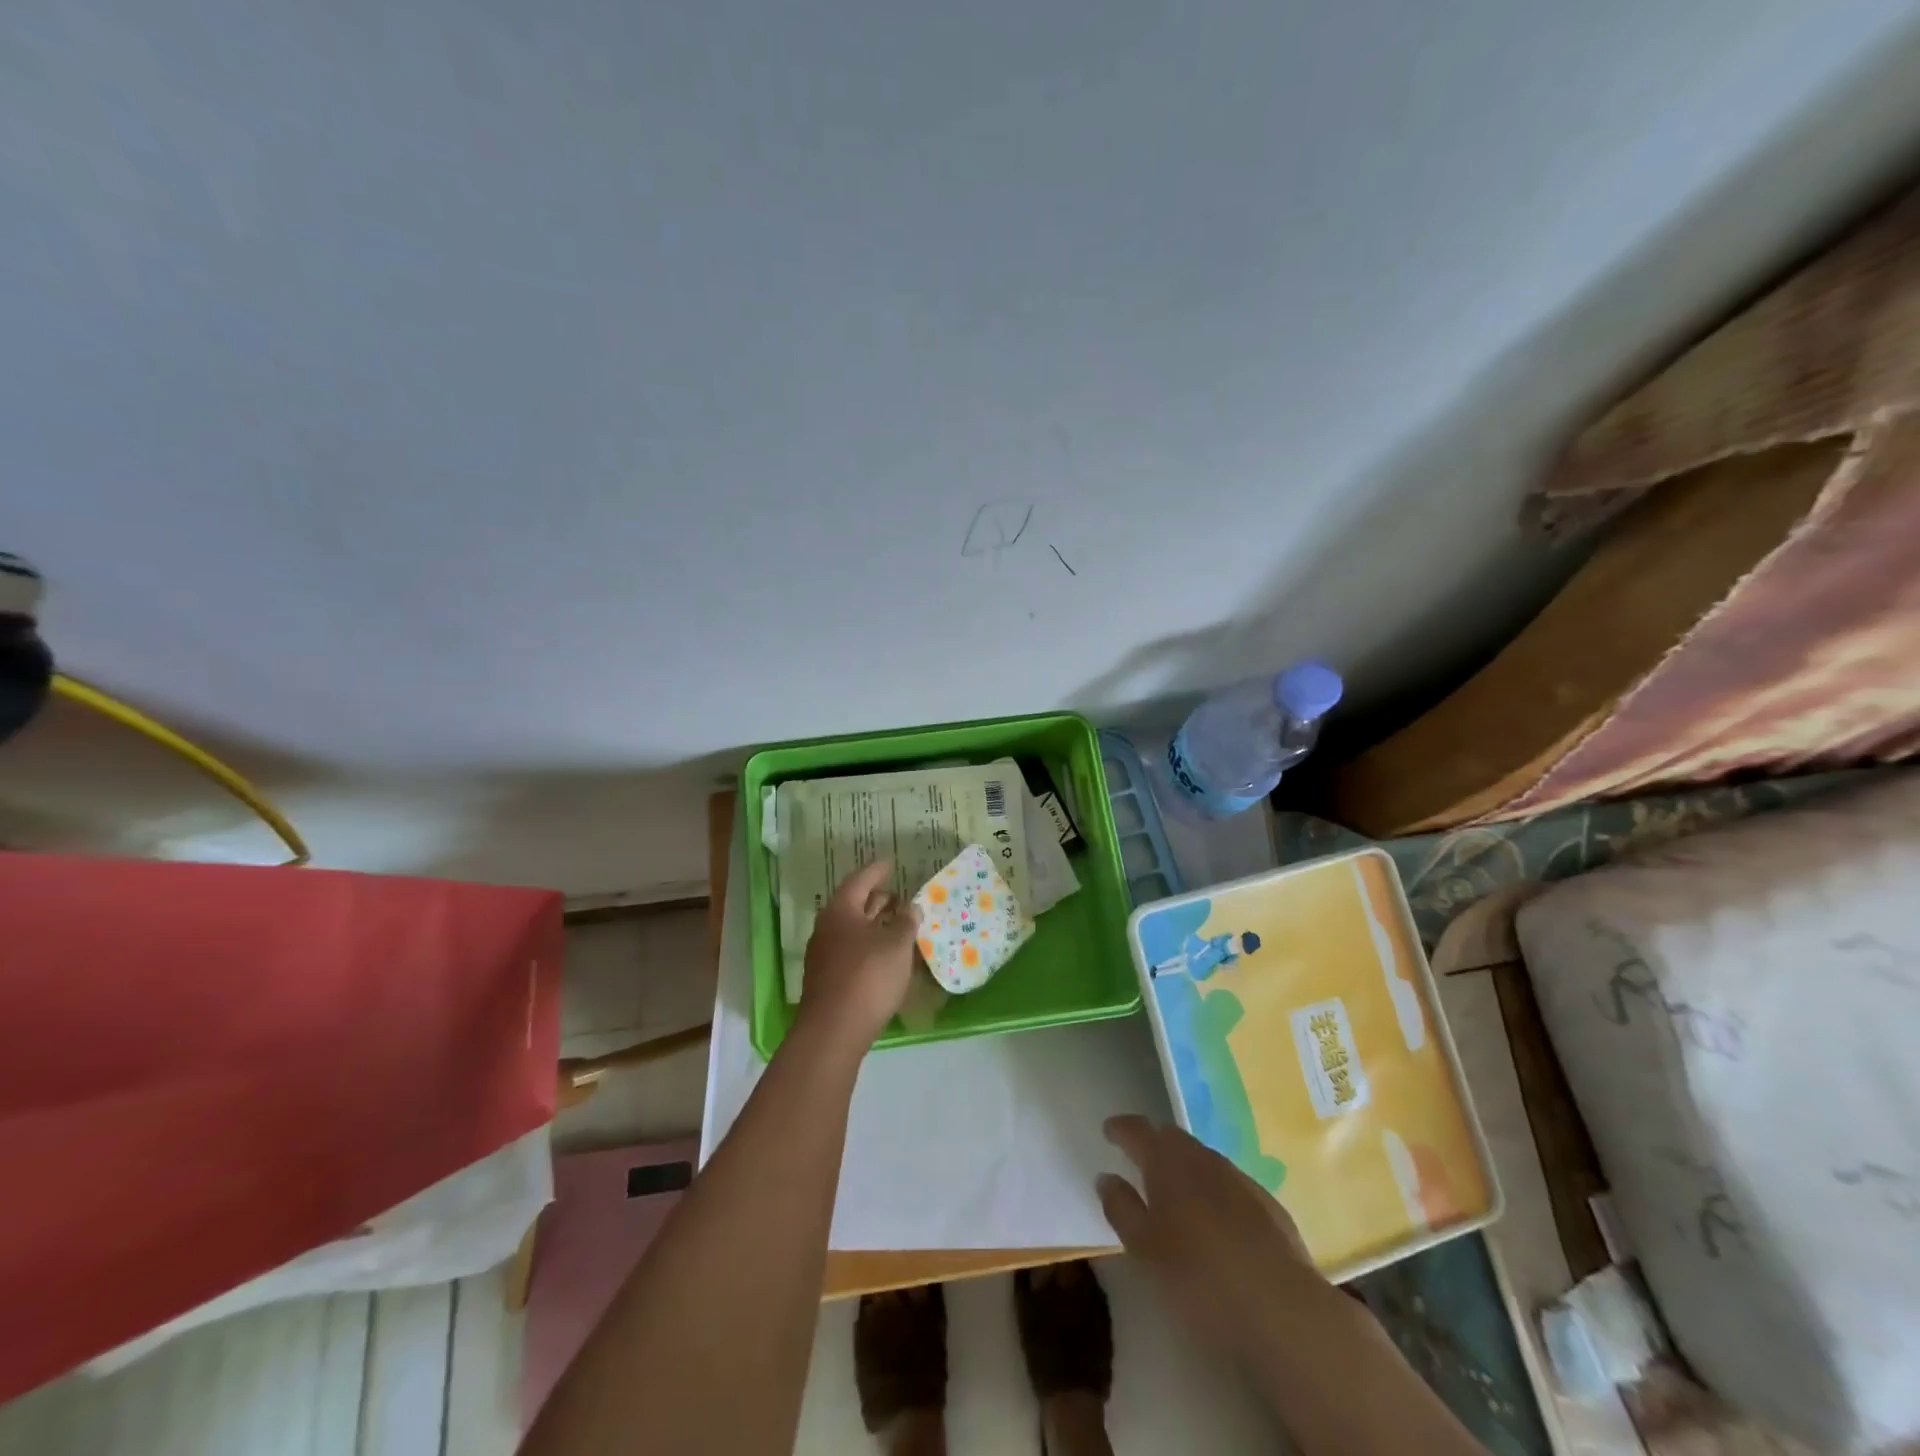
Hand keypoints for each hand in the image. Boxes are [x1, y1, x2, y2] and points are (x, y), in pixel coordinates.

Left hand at [796, 860, 919, 1051]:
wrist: (834, 1031)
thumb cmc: (867, 977)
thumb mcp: (896, 945)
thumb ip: (906, 922)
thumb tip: (910, 907)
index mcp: (840, 911)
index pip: (860, 881)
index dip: (877, 871)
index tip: (890, 864)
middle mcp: (827, 929)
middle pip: (854, 905)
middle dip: (877, 900)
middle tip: (900, 897)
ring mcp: (825, 956)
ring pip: (853, 931)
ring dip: (875, 925)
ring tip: (899, 925)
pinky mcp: (829, 980)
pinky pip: (852, 952)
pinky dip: (870, 947)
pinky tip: (888, 956)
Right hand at [1097, 1115, 1324, 1353]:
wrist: (1283, 1310)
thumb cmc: (1199, 1279)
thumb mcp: (1144, 1250)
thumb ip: (1121, 1208)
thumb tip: (1106, 1176)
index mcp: (1167, 1163)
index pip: (1138, 1130)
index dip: (1121, 1128)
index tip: (1109, 1130)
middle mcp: (1203, 1159)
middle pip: (1173, 1137)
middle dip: (1154, 1141)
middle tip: (1138, 1155)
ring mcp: (1240, 1179)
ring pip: (1203, 1158)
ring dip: (1185, 1164)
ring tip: (1174, 1186)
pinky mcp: (1268, 1206)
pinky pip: (1230, 1183)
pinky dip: (1213, 1187)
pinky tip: (1214, 1215)